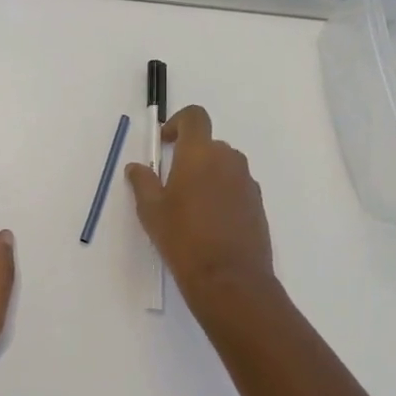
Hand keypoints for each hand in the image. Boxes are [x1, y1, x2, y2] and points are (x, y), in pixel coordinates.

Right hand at [125, 105, 276, 307]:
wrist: (230, 279)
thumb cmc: (183, 239)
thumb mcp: (151, 211)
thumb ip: (143, 182)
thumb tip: (137, 167)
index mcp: (200, 154)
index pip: (195, 117)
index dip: (178, 122)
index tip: (165, 143)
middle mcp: (228, 160)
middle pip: (209, 144)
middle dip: (190, 156)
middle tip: (172, 184)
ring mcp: (247, 182)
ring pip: (224, 166)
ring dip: (207, 176)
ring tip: (190, 208)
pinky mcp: (258, 204)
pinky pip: (236, 187)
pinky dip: (223, 194)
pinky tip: (210, 224)